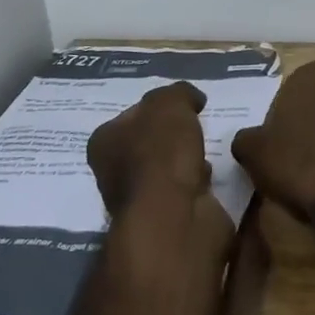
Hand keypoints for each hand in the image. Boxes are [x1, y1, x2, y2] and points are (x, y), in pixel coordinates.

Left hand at [86, 81, 213, 219]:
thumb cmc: (161, 153)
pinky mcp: (166, 220)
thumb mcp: (170, 103)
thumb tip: (191, 98)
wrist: (174, 217)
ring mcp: (140, 200)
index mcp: (104, 141)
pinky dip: (197, 183)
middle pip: (148, 144)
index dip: (156, 108)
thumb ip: (178, 93)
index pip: (130, 116)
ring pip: (167, 169)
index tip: (182, 106)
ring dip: (186, 161)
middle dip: (172, 137)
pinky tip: (210, 177)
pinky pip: (185, 191)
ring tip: (208, 150)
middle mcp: (114, 172)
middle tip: (197, 126)